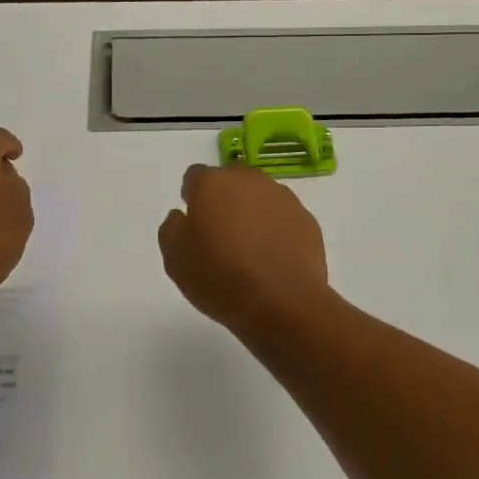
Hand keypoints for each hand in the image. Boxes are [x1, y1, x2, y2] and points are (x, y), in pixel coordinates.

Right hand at [158, 164, 333, 334]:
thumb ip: (172, 228)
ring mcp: (282, 198)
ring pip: (260, 197)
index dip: (192, 196)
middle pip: (231, 181)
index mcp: (213, 183)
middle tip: (220, 234)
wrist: (282, 302)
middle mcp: (249, 180)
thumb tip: (181, 216)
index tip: (193, 221)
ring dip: (252, 212)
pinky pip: (283, 217)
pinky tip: (272, 258)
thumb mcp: (175, 259)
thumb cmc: (219, 277)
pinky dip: (276, 230)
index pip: (195, 176)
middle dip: (223, 199)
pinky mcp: (306, 219)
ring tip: (249, 249)